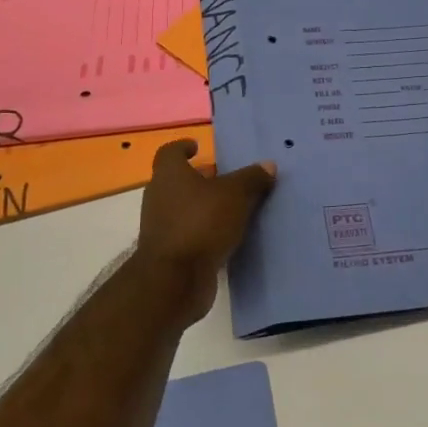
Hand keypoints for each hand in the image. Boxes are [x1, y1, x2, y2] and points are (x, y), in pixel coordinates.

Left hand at [133, 139, 275, 320]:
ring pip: (185, 208)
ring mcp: (162, 226)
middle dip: (202, 178)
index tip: (198, 146)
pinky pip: (190, 232)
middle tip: (227, 178)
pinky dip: (206, 230)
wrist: (174, 280)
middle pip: (179, 180)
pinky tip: (229, 235)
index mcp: (169, 175)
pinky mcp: (170, 252)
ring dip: (206, 206)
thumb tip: (268, 165)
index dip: (183, 147)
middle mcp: (160, 197)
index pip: (170, 152)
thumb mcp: (235, 195)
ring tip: (235, 207)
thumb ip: (252, 178)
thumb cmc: (201, 223)